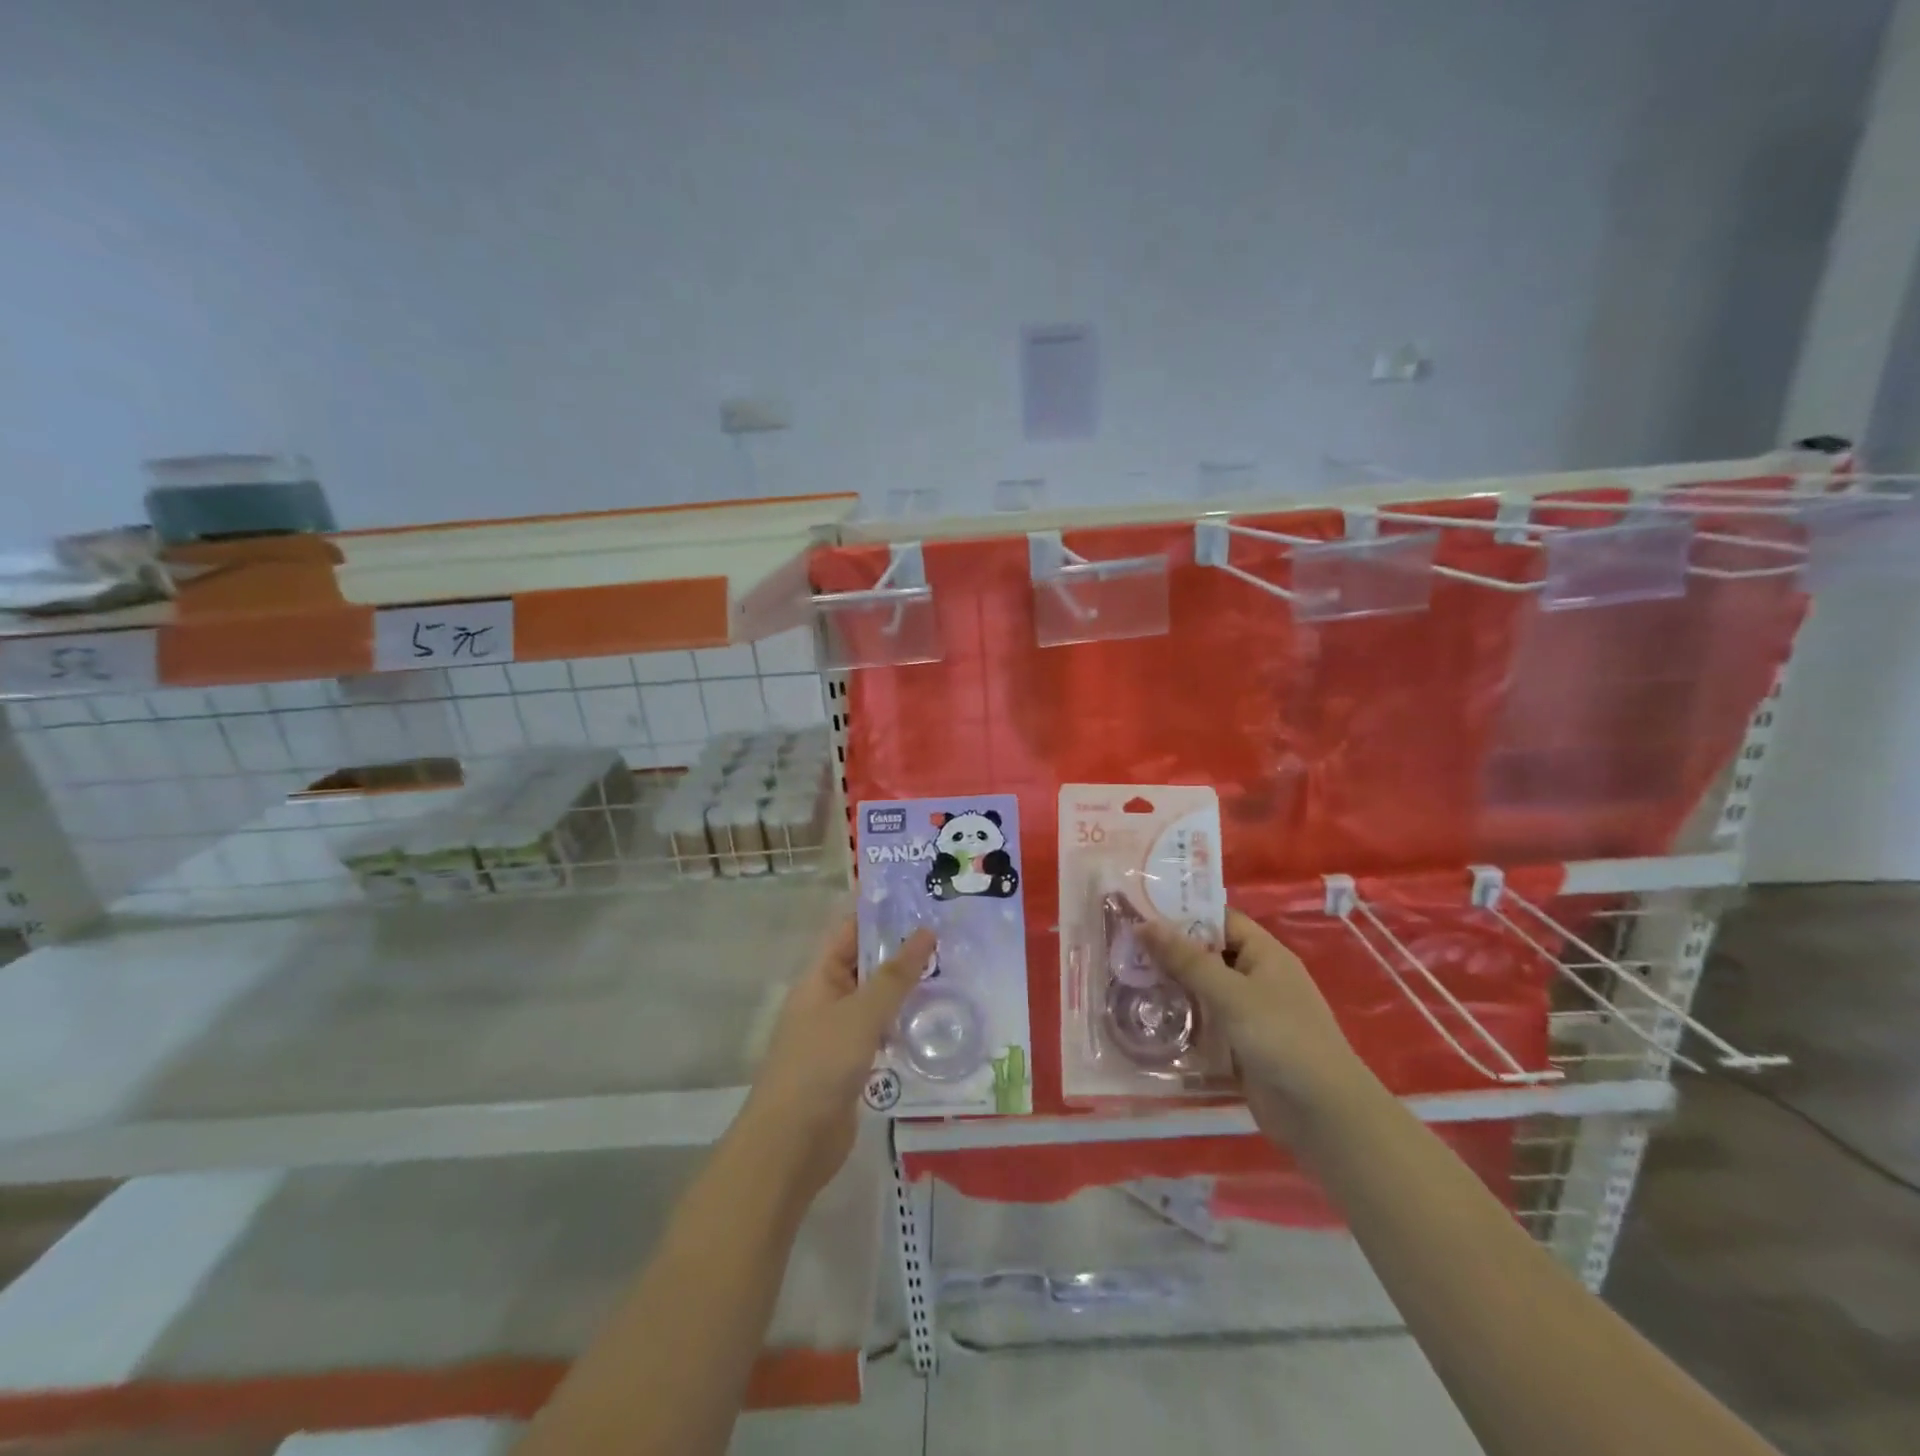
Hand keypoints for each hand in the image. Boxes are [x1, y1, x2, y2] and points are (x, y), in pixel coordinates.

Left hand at [741, 915, 934, 1200]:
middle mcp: (827, 999)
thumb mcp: (861, 1014)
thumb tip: (926, 931)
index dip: (880, 913)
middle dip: (901, 949)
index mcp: (819, 978)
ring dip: (906, 988)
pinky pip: (880, 1032)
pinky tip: (935, 1021)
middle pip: (865, 964)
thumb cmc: (820, 1066)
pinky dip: (903, 1023)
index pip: (849, 931)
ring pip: (876, 999)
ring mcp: (838, 1034)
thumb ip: (895, 976)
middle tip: (950, 933)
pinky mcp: (851, 1065)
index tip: (920, 898)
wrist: (791, 1145)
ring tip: (952, 969)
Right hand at [1140, 908, 1367, 1142]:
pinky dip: (1181, 1021)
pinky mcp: (1240, 1048)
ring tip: (1125, 979)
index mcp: (1265, 955)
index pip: (1220, 920)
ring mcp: (1249, 1016)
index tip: (1141, 911)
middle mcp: (1257, 979)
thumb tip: (1144, 924)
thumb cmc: (1282, 1039)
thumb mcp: (1231, 993)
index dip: (1184, 914)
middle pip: (1208, 956)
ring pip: (1203, 992)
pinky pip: (1205, 1025)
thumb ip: (1187, 960)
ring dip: (1171, 988)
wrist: (1324, 1116)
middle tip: (1122, 947)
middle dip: (1169, 953)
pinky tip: (1147, 1019)